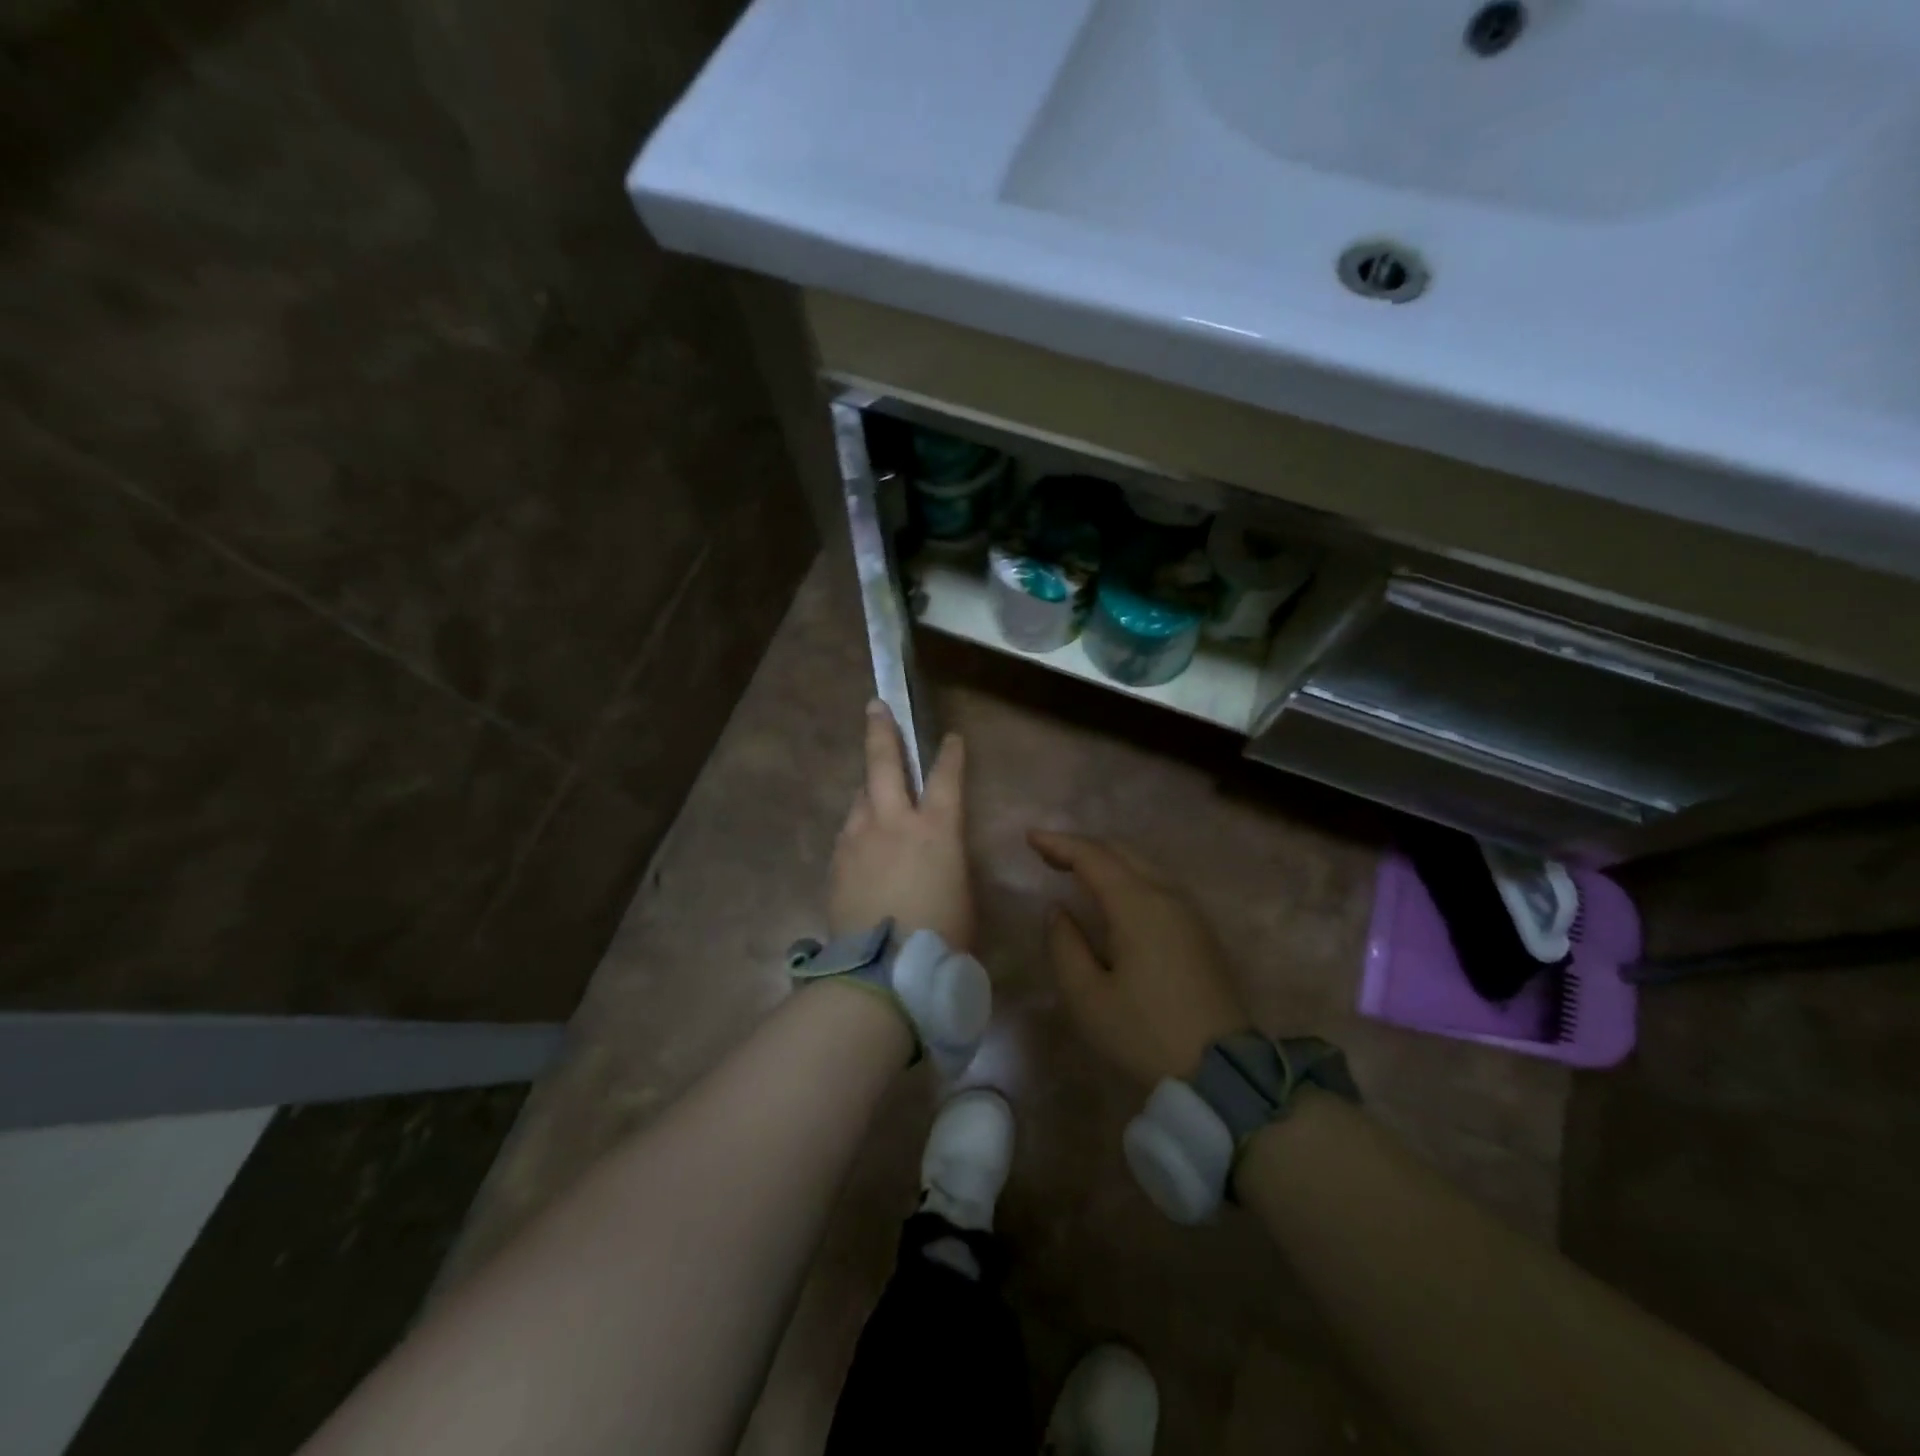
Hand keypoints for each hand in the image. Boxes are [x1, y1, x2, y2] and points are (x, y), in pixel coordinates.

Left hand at [830, 702, 973, 950]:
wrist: (883, 971)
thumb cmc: (941, 936)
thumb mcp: (960, 892)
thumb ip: (945, 859)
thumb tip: (931, 851)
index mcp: (936, 829)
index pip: (946, 777)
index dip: (950, 754)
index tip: (950, 737)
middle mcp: (893, 822)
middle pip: (884, 762)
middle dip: (881, 731)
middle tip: (875, 707)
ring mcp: (858, 838)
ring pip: (861, 799)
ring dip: (870, 795)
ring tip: (874, 801)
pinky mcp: (836, 861)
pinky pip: (849, 834)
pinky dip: (858, 832)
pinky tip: (862, 850)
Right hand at [1031, 830, 1252, 1084]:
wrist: (1221, 1073)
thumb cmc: (1144, 1033)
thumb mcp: (1087, 996)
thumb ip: (1064, 945)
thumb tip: (1058, 911)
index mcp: (1138, 906)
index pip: (1093, 857)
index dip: (1059, 843)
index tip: (1030, 837)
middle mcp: (1167, 896)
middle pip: (1121, 853)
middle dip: (1082, 847)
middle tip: (1048, 853)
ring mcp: (1190, 913)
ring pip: (1143, 866)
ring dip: (1107, 861)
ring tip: (1075, 870)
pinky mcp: (1200, 932)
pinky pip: (1158, 885)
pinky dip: (1128, 877)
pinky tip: (1114, 896)